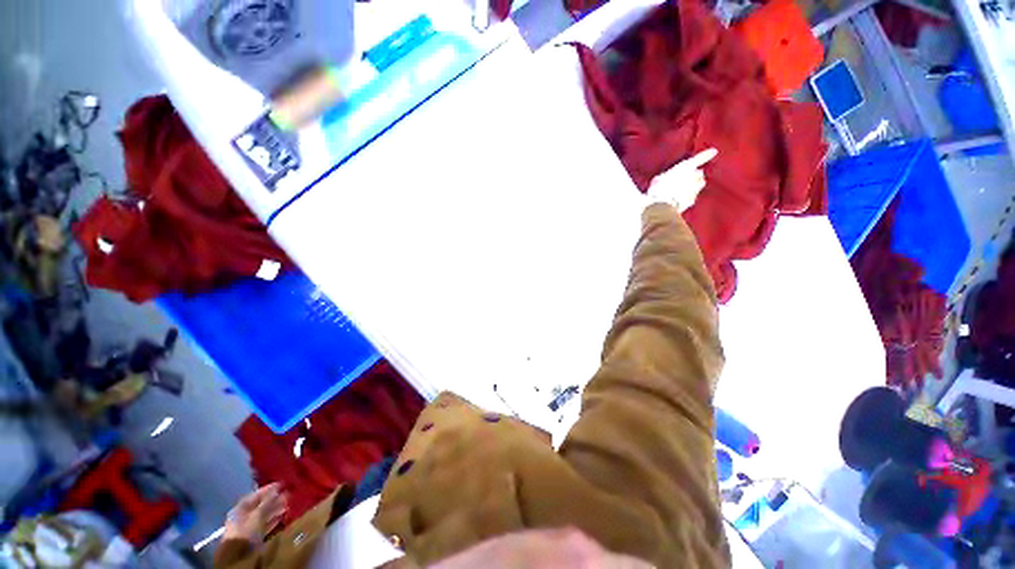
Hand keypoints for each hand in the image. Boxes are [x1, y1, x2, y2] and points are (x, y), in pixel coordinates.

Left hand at [224, 483, 287, 544]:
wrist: (239, 555)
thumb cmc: (246, 530)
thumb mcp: (258, 514)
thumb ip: (267, 502)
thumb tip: (276, 489)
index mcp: (241, 508)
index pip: (256, 495)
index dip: (269, 489)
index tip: (282, 484)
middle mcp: (244, 515)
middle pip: (261, 505)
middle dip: (274, 499)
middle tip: (288, 494)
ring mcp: (249, 526)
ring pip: (264, 514)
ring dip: (276, 509)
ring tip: (288, 504)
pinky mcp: (254, 535)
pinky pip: (265, 524)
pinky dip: (273, 520)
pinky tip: (282, 517)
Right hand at [646, 148, 717, 212]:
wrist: (662, 205)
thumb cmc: (658, 189)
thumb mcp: (658, 179)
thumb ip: (666, 176)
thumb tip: (665, 178)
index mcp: (685, 167)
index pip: (699, 158)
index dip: (706, 154)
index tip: (713, 151)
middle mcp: (693, 176)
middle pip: (699, 173)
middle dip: (695, 175)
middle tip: (687, 178)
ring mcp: (695, 189)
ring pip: (699, 184)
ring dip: (694, 185)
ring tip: (686, 188)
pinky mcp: (692, 200)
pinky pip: (693, 195)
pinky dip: (689, 196)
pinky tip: (682, 198)